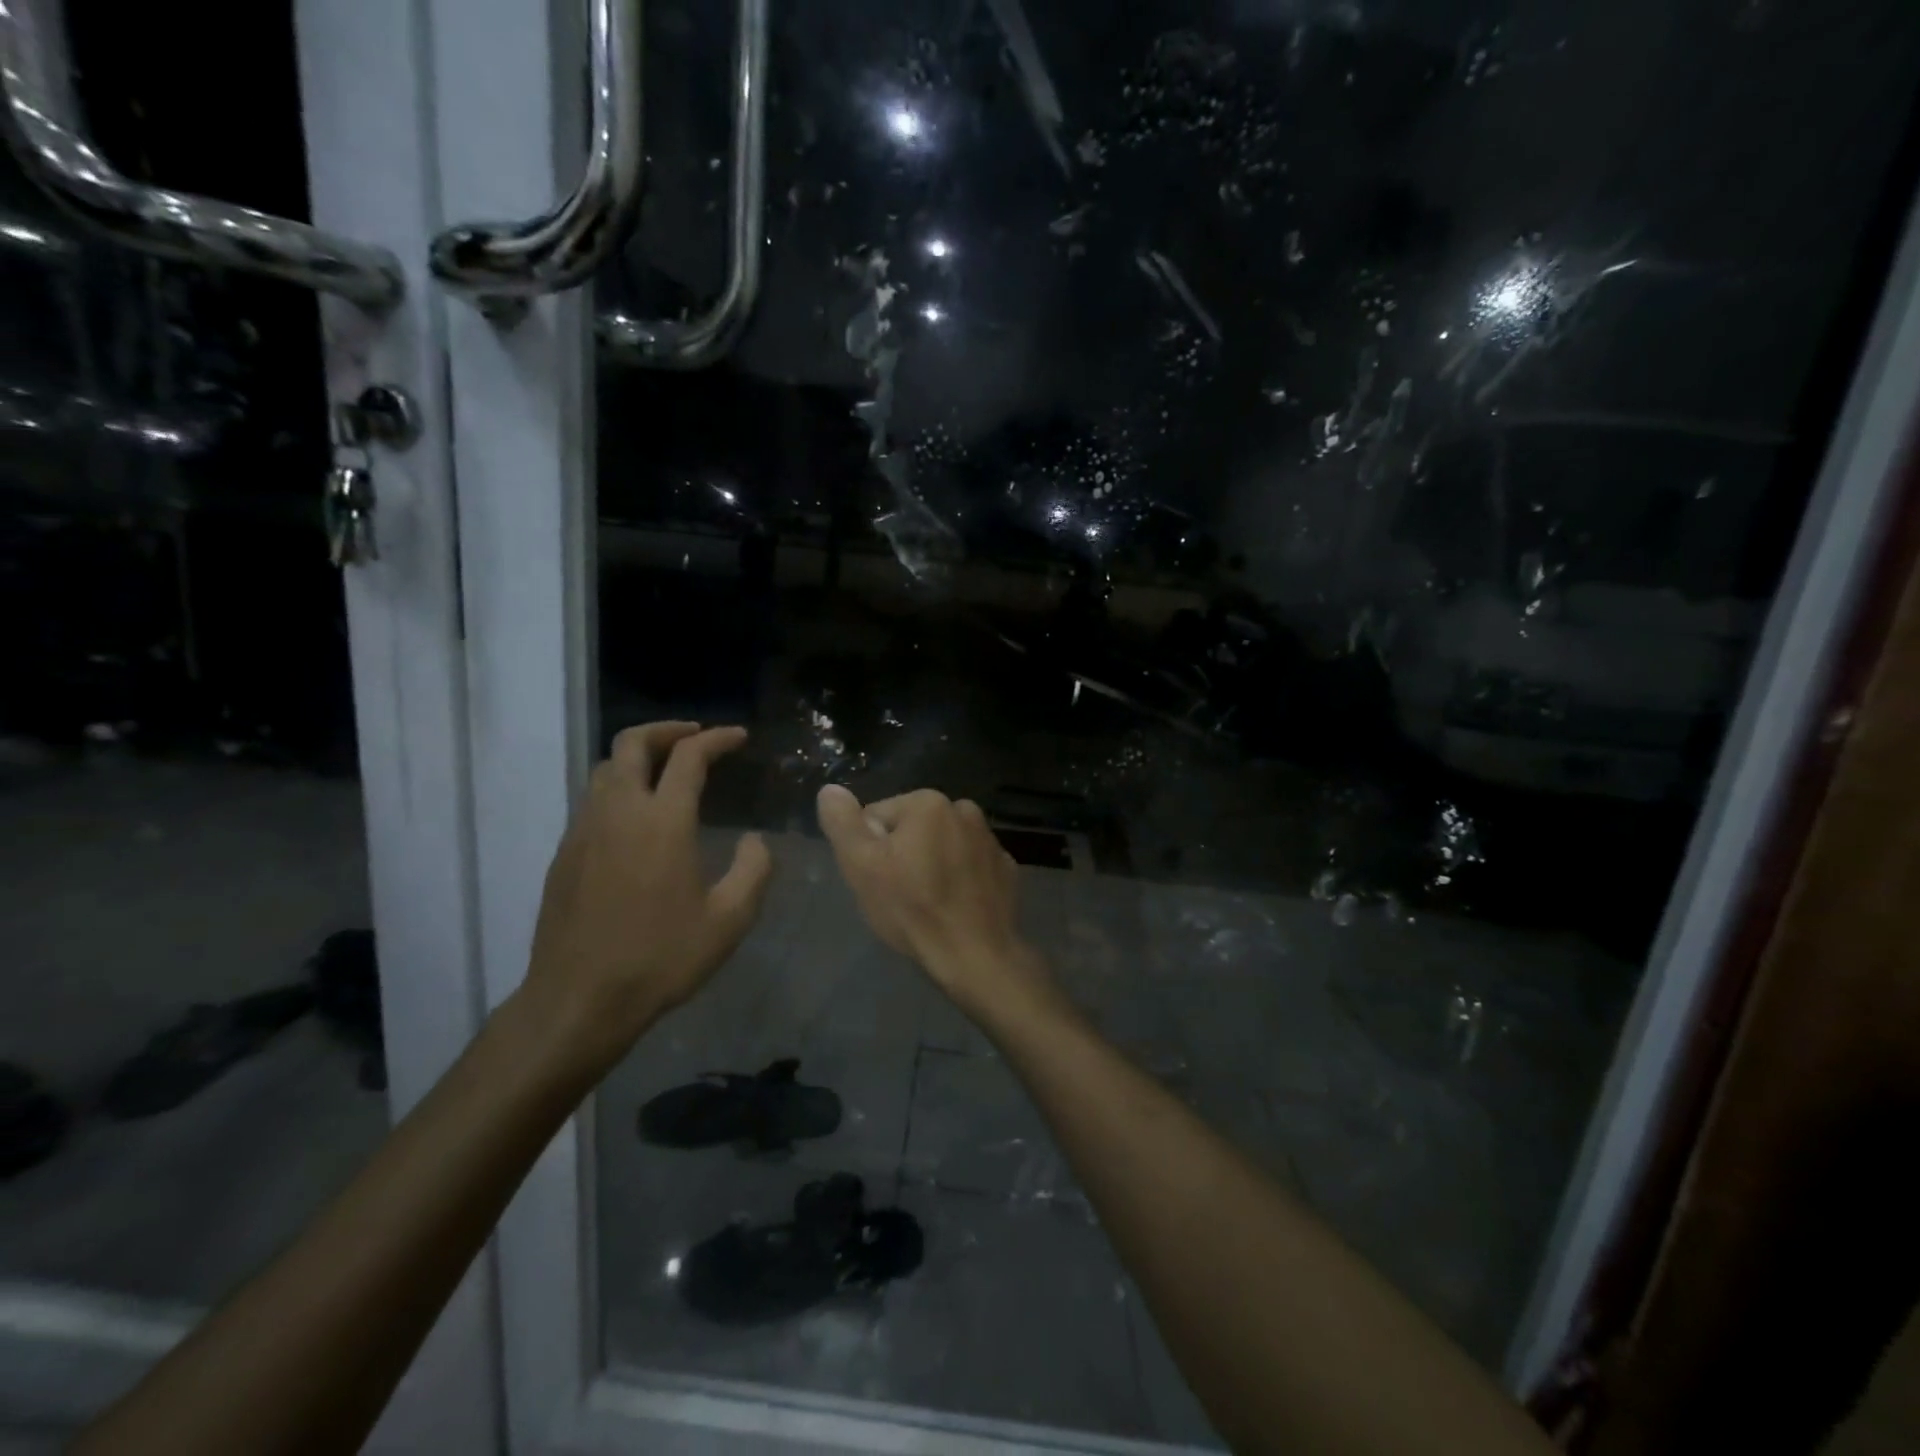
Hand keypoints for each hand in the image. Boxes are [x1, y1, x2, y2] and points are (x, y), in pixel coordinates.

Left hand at [525, 722, 771, 1072]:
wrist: (579, 1000)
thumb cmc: (661, 958)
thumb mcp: (729, 920)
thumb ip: (753, 870)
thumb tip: (754, 840)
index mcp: (663, 821)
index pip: (689, 757)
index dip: (717, 739)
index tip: (738, 737)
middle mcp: (619, 812)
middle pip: (633, 743)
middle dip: (667, 730)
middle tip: (696, 736)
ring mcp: (584, 831)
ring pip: (606, 769)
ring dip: (639, 757)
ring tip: (668, 771)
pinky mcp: (564, 854)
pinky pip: (592, 800)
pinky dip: (620, 788)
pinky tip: (638, 819)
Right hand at [816, 785, 1057, 1019]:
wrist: (976, 956)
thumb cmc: (913, 909)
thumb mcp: (862, 867)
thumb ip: (843, 824)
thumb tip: (831, 789)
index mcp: (927, 803)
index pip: (878, 816)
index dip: (870, 849)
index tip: (877, 880)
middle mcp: (964, 810)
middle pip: (913, 829)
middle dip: (903, 854)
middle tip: (900, 895)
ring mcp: (990, 840)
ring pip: (944, 846)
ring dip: (933, 864)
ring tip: (928, 904)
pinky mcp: (1006, 868)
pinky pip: (971, 866)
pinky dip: (961, 879)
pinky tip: (955, 907)